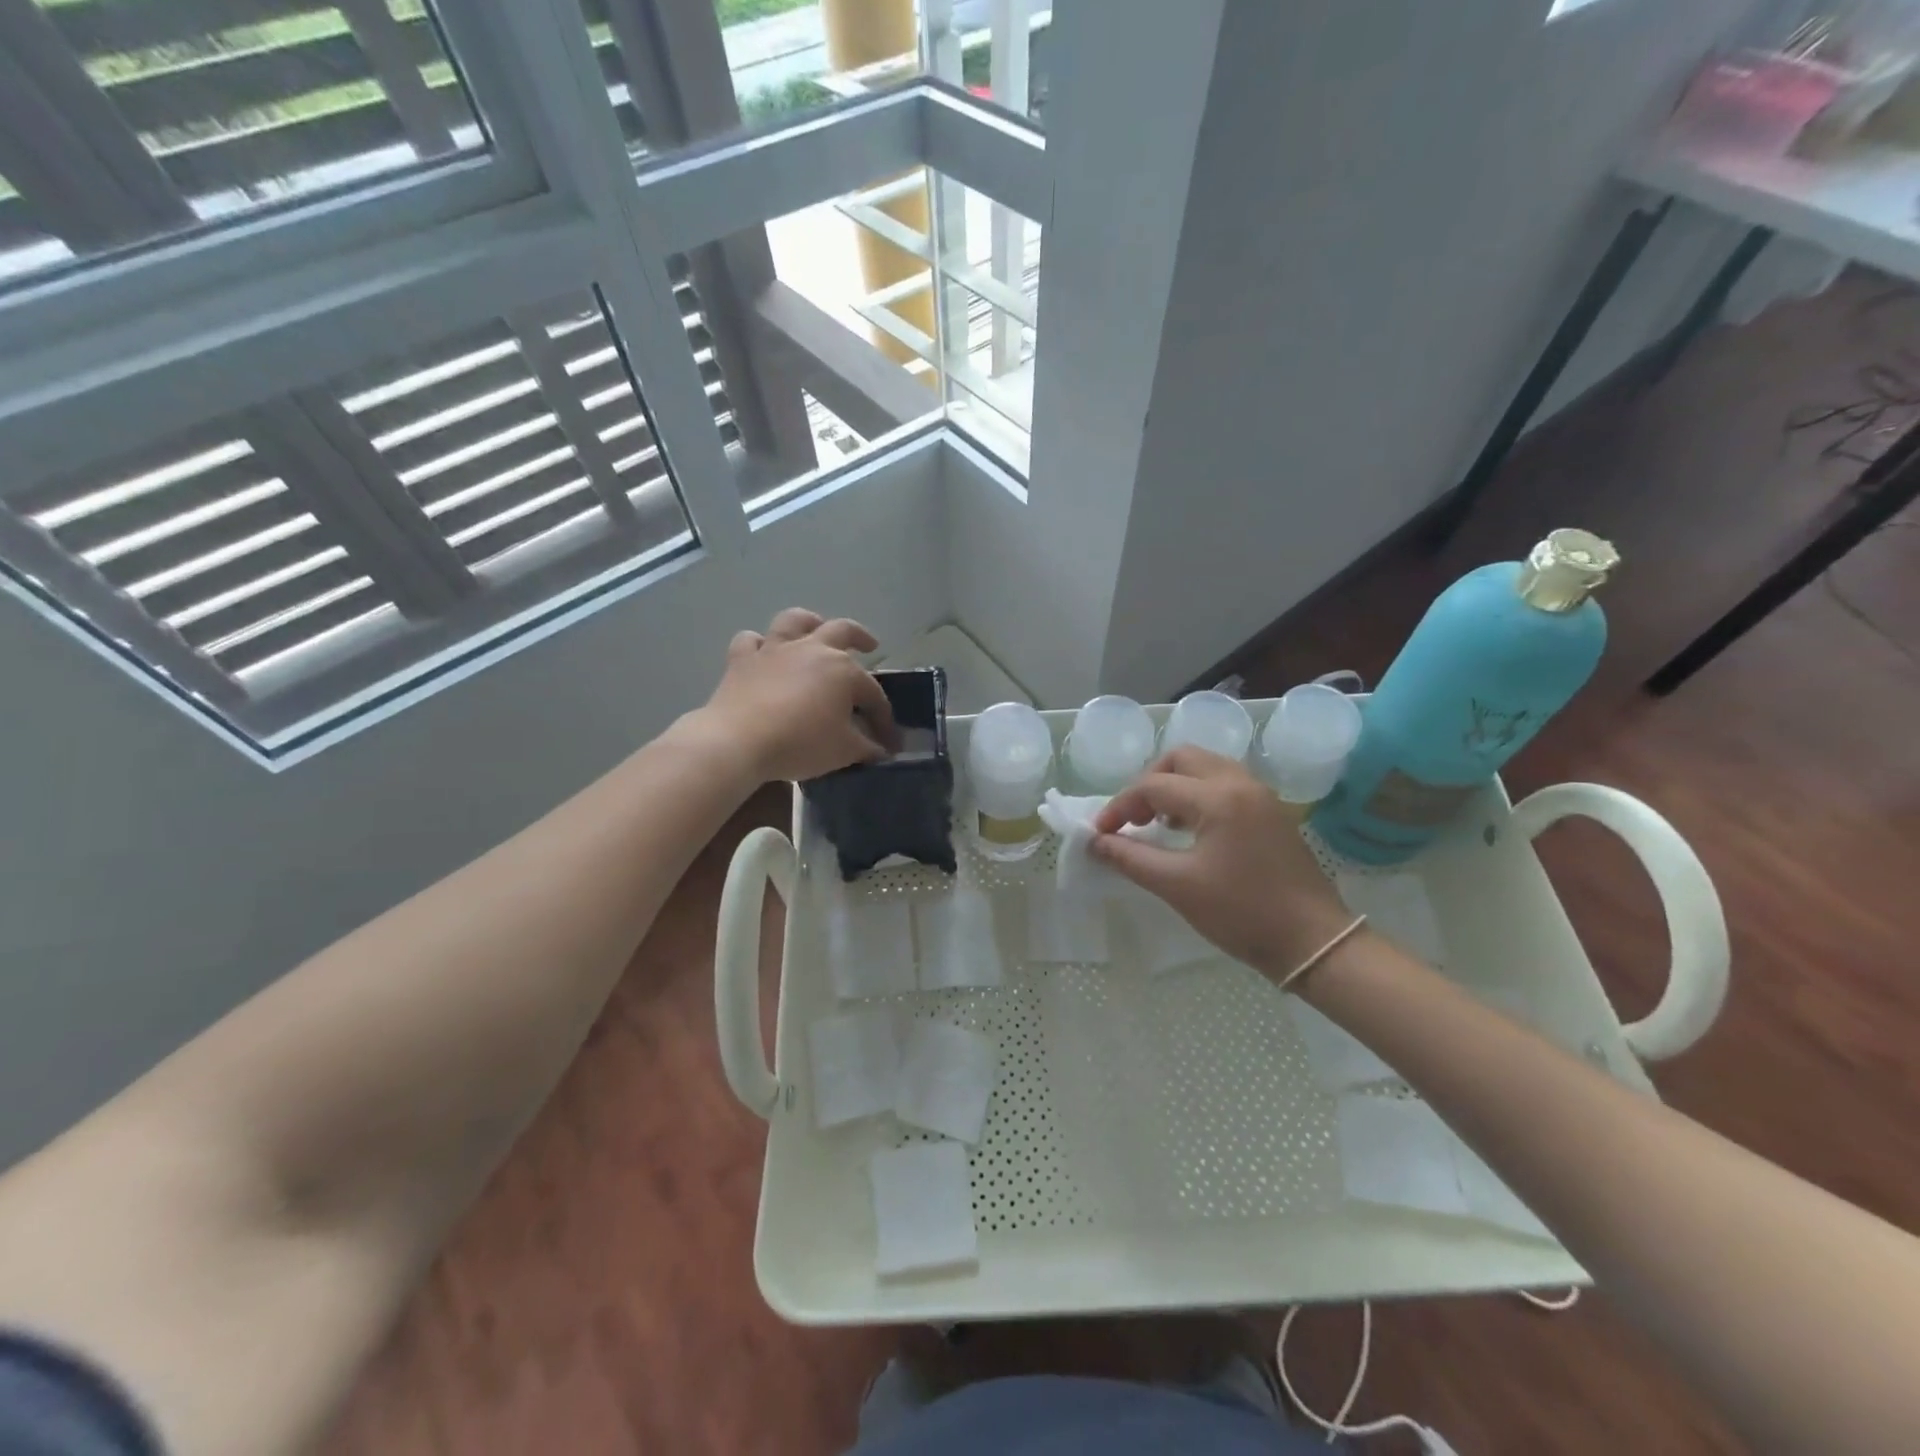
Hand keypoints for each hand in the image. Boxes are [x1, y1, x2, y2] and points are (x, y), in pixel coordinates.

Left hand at [697, 609, 898, 783]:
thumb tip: (880, 751)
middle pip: (843, 631)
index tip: (887, 742)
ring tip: (815, 629)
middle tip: (869, 645)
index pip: (873, 694)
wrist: (739, 742)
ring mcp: (774, 650)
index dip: (883, 718)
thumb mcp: (844, 751)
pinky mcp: (742, 660)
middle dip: (861, 637)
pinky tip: (762, 653)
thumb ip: (866, 748)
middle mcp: (812, 649)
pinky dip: (758, 644)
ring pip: (795, 621)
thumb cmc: (800, 743)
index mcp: (843, 671)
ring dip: (809, 622)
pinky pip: (750, 641)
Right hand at [1092, 747, 1353, 975]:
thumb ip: (1130, 858)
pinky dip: (1199, 794)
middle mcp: (1240, 784)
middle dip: (1148, 782)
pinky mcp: (1272, 812)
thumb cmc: (1241, 913)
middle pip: (1181, 758)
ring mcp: (1261, 796)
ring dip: (1174, 785)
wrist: (1313, 942)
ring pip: (1206, 767)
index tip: (1100, 833)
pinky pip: (1225, 783)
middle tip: (1134, 818)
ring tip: (1158, 822)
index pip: (1153, 786)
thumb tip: (1095, 842)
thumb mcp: (1177, 886)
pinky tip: (1190, 828)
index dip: (1120, 807)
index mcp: (1218, 797)